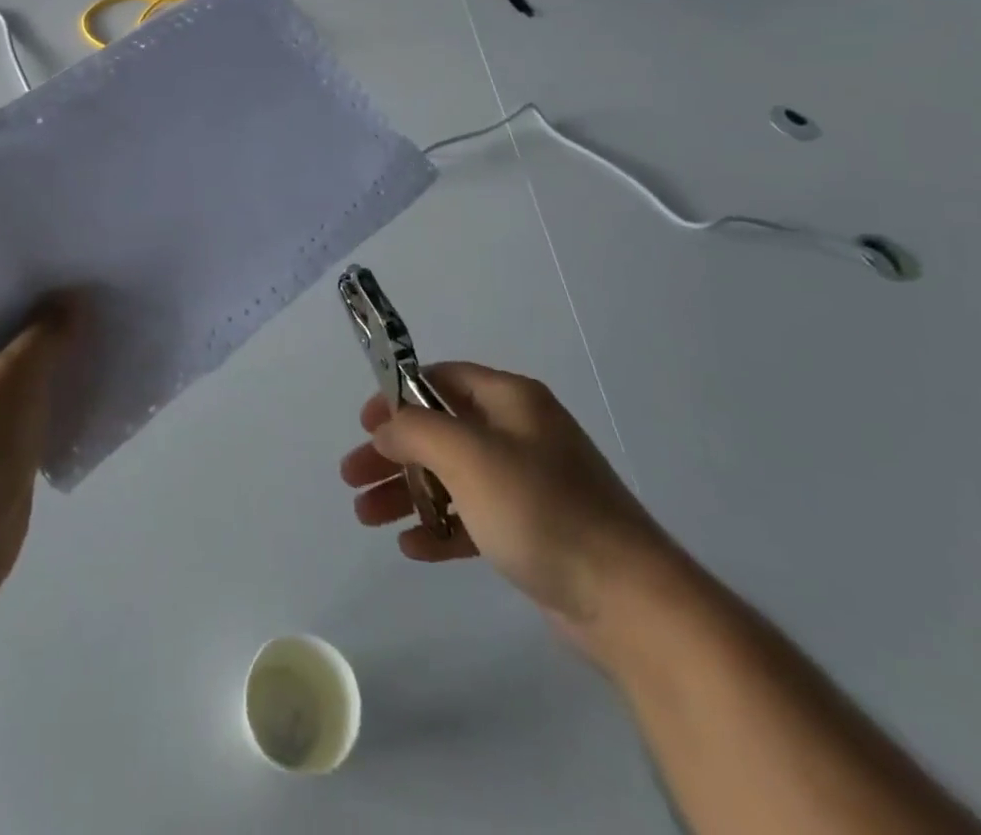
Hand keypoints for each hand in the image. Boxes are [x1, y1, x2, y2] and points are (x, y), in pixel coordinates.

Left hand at [0, 294, 84, 625]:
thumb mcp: (11, 379)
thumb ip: (46, 333)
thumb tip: (73, 298)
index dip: (34, 284)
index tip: (79, 270)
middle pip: (11, 336)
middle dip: (55, 324)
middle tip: (106, 299)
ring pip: (27, 375)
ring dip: (62, 364)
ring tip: (114, 336)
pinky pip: (34, 412)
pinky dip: (61, 401)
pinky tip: (101, 386)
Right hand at [340, 362, 679, 661]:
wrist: (629, 601)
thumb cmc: (541, 509)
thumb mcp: (468, 455)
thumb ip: (416, 431)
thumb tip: (386, 428)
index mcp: (510, 399)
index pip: (440, 379)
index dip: (397, 396)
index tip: (364, 425)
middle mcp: (519, 433)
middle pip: (439, 430)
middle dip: (392, 453)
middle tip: (351, 477)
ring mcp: (527, 483)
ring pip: (451, 476)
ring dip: (407, 492)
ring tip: (366, 517)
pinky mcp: (532, 529)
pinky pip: (473, 517)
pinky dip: (440, 527)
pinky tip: (411, 547)